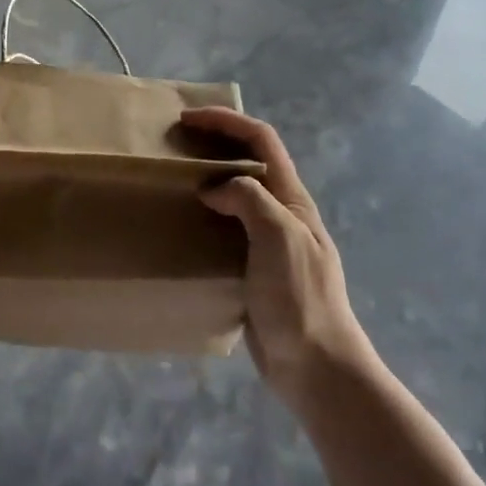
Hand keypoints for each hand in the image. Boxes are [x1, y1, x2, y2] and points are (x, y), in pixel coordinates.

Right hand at [182, 106, 372, 408]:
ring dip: (205, 180)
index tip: (188, 119)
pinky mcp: (251, 269)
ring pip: (234, 195)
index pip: (262, 140)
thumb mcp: (280, 236)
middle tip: (173, 146)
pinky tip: (179, 228)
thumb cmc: (300, 297)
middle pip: (248, 161)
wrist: (315, 367)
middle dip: (213, 143)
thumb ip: (249, 199)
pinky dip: (201, 218)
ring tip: (170, 182)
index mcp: (291, 199)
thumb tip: (213, 188)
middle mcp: (280, 213)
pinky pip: (224, 230)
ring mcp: (266, 242)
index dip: (227, 121)